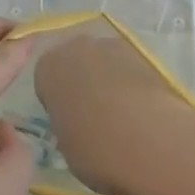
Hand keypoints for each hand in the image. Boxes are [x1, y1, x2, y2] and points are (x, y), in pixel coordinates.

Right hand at [34, 33, 194, 194]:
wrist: (149, 139)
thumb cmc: (95, 148)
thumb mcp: (66, 146)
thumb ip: (66, 125)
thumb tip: (78, 124)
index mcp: (48, 68)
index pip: (45, 79)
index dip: (56, 101)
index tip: (68, 122)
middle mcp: (76, 47)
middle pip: (74, 62)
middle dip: (81, 83)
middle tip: (93, 118)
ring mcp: (111, 46)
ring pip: (103, 62)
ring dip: (108, 81)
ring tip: (122, 118)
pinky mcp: (143, 54)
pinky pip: (128, 69)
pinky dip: (132, 85)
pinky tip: (141, 113)